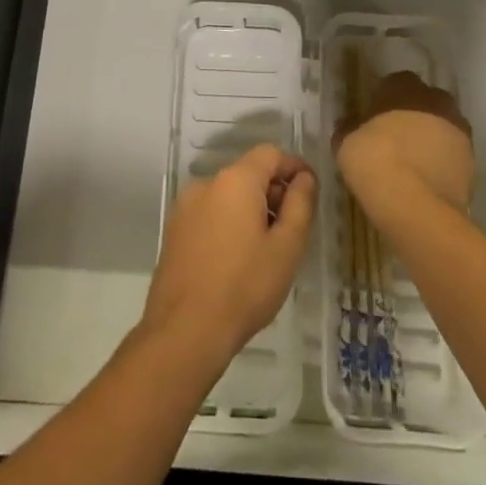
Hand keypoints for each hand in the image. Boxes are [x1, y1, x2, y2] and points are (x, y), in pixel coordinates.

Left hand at [145, 144, 315, 367]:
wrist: (184, 330)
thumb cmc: (244, 287)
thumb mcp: (286, 247)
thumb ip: (300, 205)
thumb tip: (304, 178)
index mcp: (235, 180)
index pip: (270, 154)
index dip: (294, 167)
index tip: (310, 191)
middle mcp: (207, 183)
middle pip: (248, 172)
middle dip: (273, 191)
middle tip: (292, 229)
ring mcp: (186, 206)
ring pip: (228, 194)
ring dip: (251, 209)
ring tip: (266, 249)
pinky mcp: (175, 229)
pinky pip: (211, 213)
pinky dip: (229, 223)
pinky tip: (237, 259)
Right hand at [335, 71, 474, 223]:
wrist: (415, 206)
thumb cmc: (374, 162)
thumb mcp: (345, 142)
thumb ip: (350, 128)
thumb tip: (351, 125)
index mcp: (404, 88)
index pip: (396, 81)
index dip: (386, 98)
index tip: (375, 116)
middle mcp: (436, 101)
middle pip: (426, 100)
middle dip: (414, 114)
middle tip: (396, 136)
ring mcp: (459, 131)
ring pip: (444, 127)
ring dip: (432, 137)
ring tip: (414, 162)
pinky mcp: (472, 162)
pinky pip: (453, 154)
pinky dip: (443, 162)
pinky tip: (427, 180)